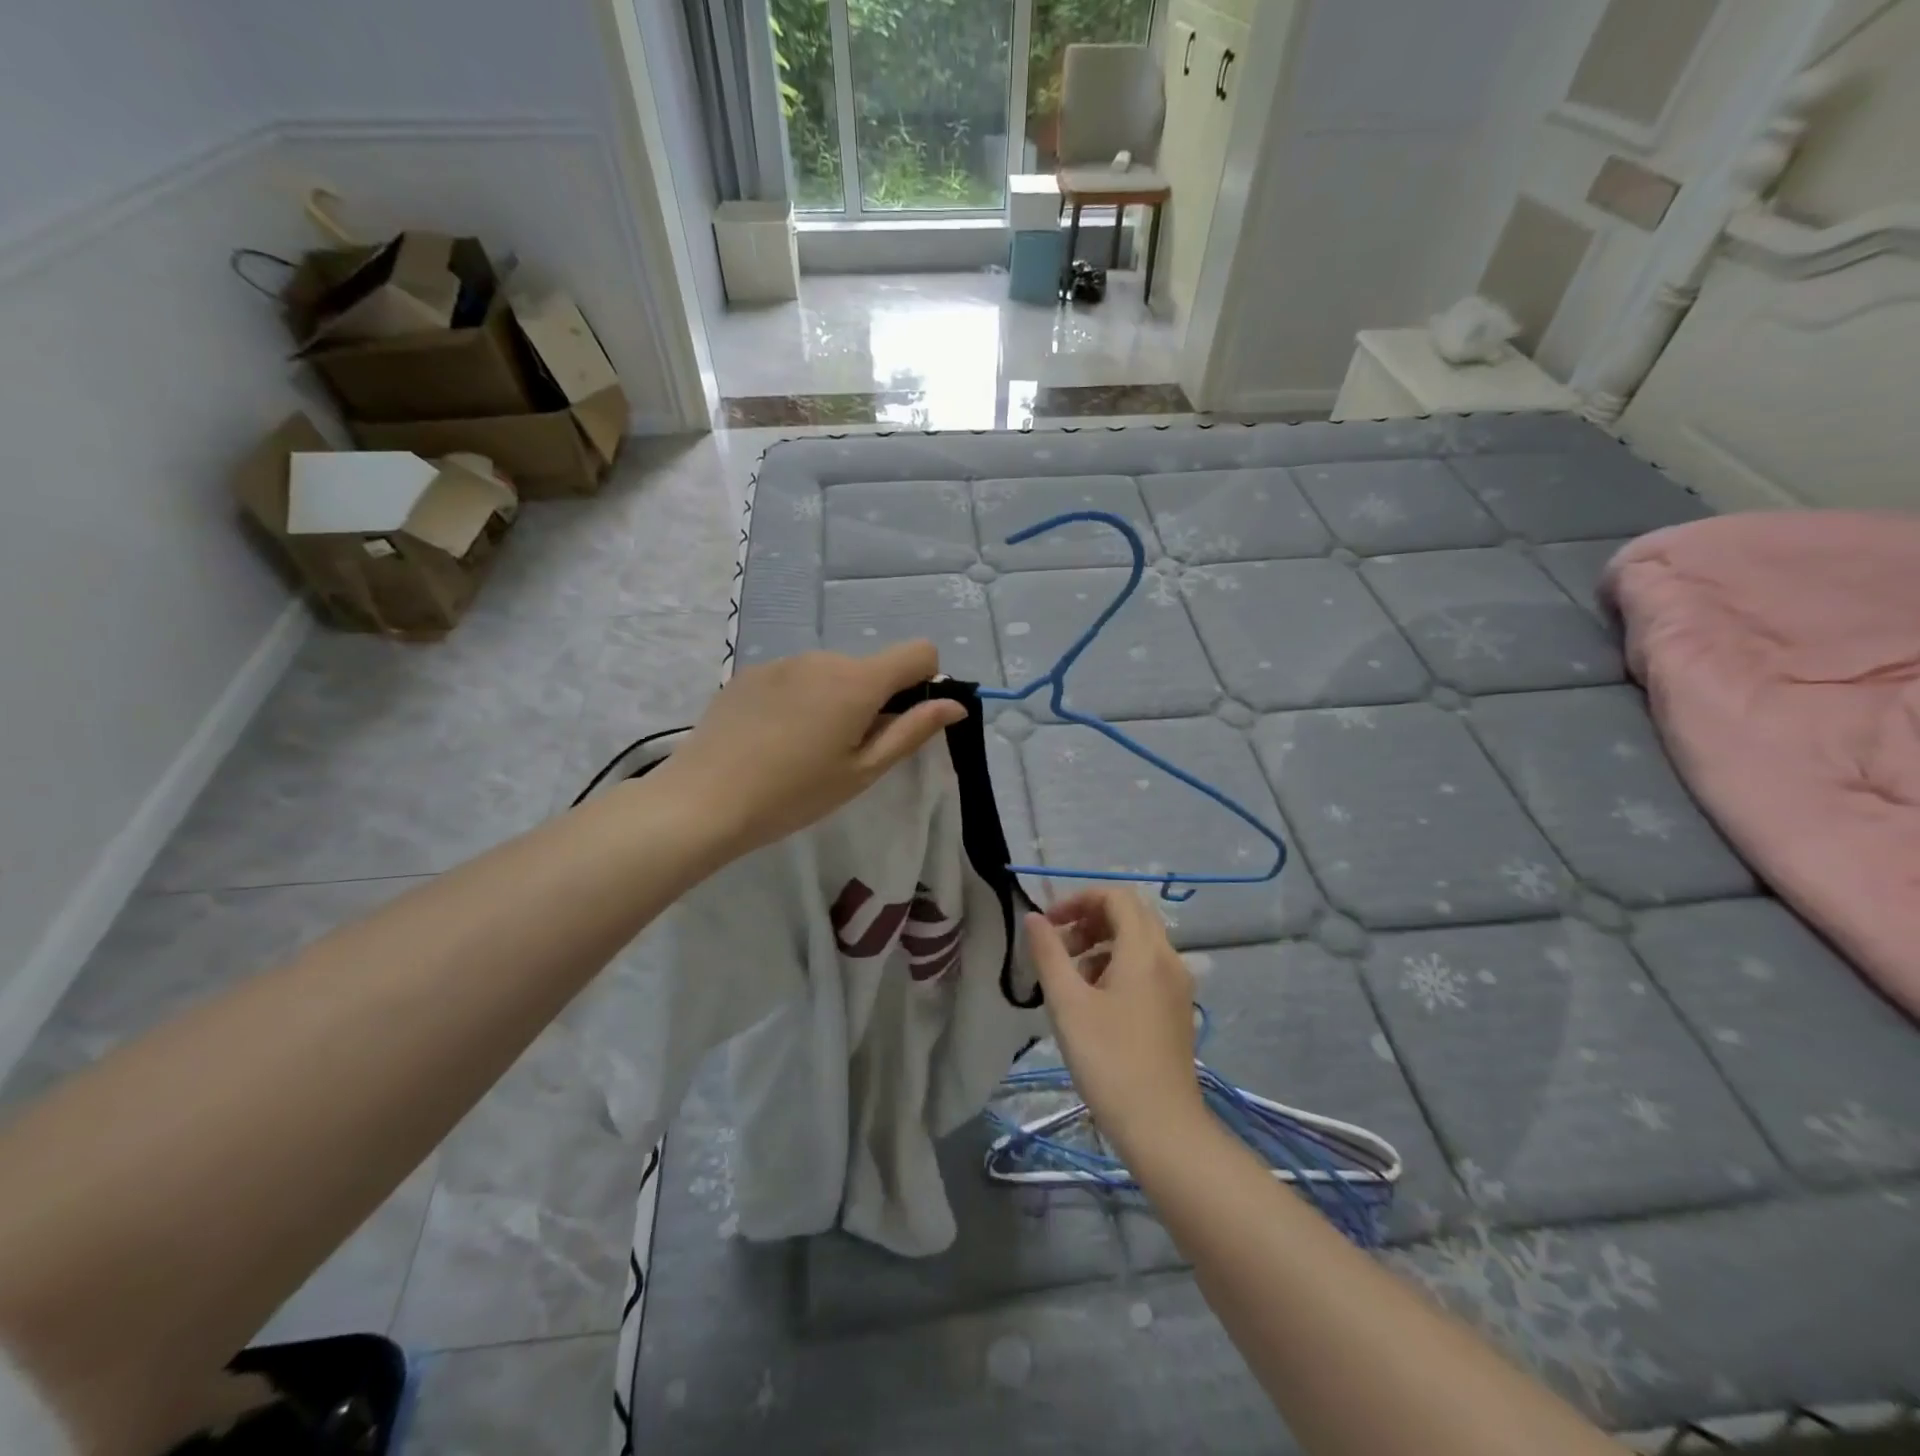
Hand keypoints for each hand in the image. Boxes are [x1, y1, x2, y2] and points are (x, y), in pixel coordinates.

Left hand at [656, 640, 964, 858]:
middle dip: (874, 699)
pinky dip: (800, 700)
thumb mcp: (862, 771)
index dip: (925, 681)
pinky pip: (795, 678)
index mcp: (858, 681)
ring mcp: (782, 662)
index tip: (903, 720)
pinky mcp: (750, 673)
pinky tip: (772, 739)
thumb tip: (955, 705)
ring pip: (831, 673)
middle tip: (847, 752)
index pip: (919, 651)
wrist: (703, 801)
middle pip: (871, 666)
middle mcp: (822, 657)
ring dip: (835, 700)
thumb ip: (912, 731)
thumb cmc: (794, 794)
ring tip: (804, 749)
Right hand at [1026, 887, 1204, 1152]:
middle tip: (1058, 945)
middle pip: (1130, 914)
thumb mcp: (1068, 1003)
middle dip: (1089, 919)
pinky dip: (1117, 965)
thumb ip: (1049, 953)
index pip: (1116, 896)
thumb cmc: (1108, 1060)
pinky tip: (1093, 1000)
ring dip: (1101, 943)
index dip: (1079, 899)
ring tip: (1069, 976)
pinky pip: (1146, 967)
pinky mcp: (1176, 1008)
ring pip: (1138, 942)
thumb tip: (1033, 917)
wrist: (1161, 1127)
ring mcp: (1177, 985)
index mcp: (1145, 950)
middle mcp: (1168, 958)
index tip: (1049, 923)